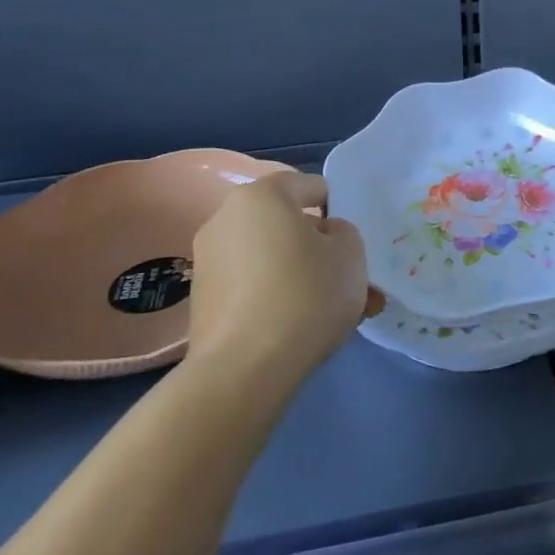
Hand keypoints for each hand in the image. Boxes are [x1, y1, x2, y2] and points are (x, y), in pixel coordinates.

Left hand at [186, 172, 381, 388]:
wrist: (245, 368)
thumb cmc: (306, 294)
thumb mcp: (350, 254)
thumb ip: (343, 233)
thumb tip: (323, 236)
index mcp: (261, 196)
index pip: (309, 186)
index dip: (337, 207)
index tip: (352, 239)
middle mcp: (225, 219)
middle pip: (286, 225)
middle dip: (318, 249)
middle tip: (346, 278)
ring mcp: (207, 261)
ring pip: (270, 260)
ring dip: (300, 277)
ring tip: (331, 312)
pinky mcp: (202, 301)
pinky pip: (252, 287)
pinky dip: (276, 299)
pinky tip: (300, 328)